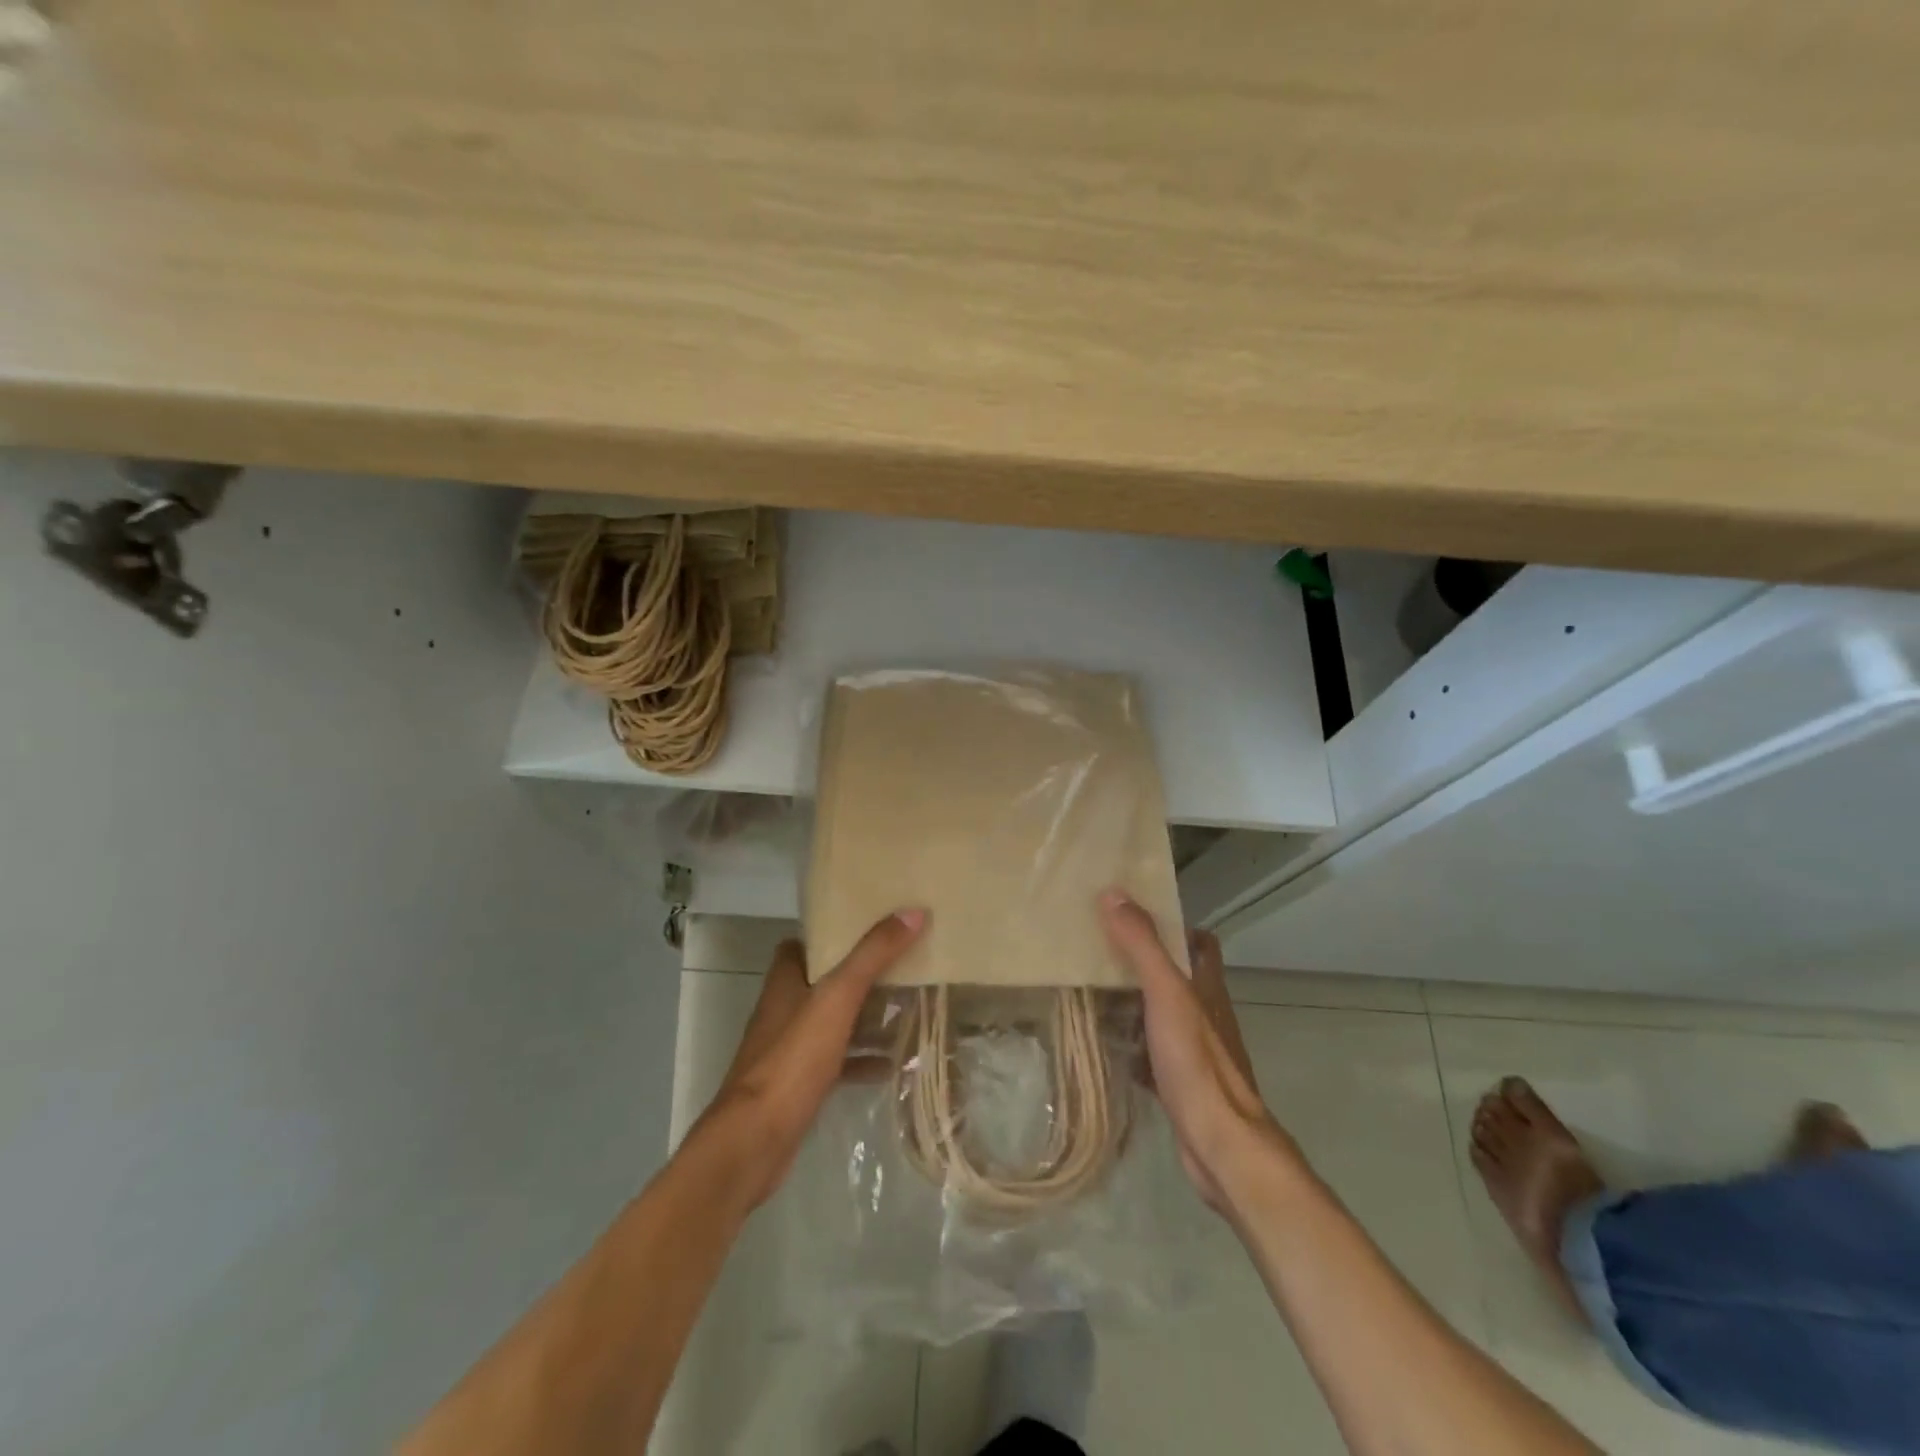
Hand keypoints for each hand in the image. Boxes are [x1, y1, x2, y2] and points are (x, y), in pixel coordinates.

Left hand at [693, 908, 926, 1208]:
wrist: (754, 1141)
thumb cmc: (793, 1060)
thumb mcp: (837, 998)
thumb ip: (873, 955)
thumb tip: (912, 912)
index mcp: (785, 980)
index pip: (805, 944)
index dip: (834, 934)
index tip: (873, 927)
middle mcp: (785, 1009)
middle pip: (825, 981)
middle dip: (862, 974)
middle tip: (904, 965)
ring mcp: (791, 1049)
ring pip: (834, 1021)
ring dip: (866, 1016)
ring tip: (909, 1008)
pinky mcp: (801, 1084)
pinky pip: (839, 1060)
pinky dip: (864, 1058)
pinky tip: (894, 1062)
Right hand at [1100, 889, 1288, 1211]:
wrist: (1220, 1145)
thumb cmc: (1196, 1062)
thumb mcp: (1166, 994)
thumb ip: (1142, 945)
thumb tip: (1114, 893)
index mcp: (1208, 988)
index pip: (1201, 943)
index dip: (1175, 926)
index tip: (1136, 918)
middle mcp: (1205, 1014)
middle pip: (1176, 977)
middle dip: (1142, 964)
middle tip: (1099, 952)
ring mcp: (1195, 1051)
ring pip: (1161, 1015)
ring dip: (1133, 1004)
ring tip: (1090, 991)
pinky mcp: (1180, 1083)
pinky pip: (1151, 1053)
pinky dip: (1130, 1045)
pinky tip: (1102, 1044)